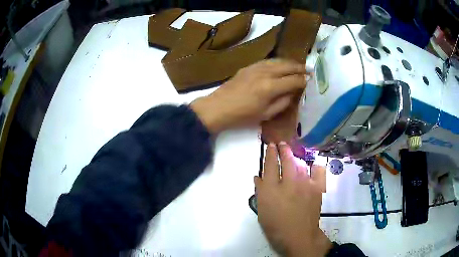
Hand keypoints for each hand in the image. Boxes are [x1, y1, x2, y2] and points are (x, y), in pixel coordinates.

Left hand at [190, 59, 306, 133]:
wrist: (217, 108)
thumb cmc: (242, 116)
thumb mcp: (266, 114)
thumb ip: (282, 102)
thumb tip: (293, 93)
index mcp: (270, 87)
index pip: (293, 80)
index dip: (304, 81)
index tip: (311, 81)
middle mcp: (265, 73)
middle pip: (287, 66)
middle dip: (300, 68)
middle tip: (309, 70)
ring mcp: (255, 67)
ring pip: (277, 61)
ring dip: (290, 62)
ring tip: (298, 66)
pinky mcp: (248, 67)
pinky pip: (267, 61)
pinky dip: (277, 62)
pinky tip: (280, 65)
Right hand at [255, 142, 330, 256]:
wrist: (299, 236)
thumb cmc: (276, 226)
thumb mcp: (262, 210)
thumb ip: (260, 191)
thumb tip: (258, 177)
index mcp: (271, 190)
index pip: (270, 165)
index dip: (270, 153)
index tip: (270, 145)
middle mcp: (288, 183)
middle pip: (286, 160)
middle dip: (283, 149)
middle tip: (281, 144)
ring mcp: (304, 184)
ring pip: (300, 163)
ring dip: (295, 157)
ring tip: (293, 154)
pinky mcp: (316, 188)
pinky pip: (316, 171)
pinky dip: (313, 166)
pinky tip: (311, 165)